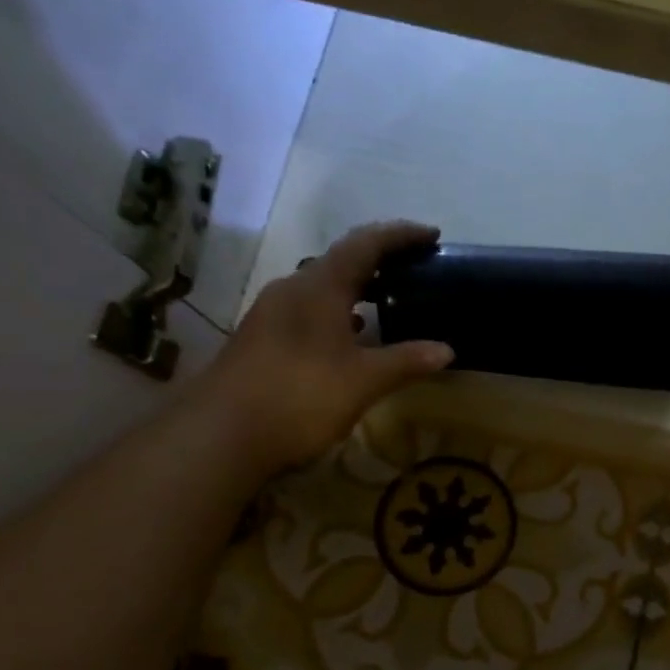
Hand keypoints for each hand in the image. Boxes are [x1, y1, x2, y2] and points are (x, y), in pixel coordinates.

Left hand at [197, 221, 454, 475]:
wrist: (222, 434)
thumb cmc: (300, 396)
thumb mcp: (363, 381)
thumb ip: (406, 361)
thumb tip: (447, 350)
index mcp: (318, 287)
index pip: (365, 244)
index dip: (399, 235)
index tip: (432, 235)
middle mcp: (292, 289)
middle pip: (341, 261)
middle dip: (379, 260)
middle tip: (415, 268)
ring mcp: (272, 314)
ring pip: (322, 287)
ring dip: (357, 287)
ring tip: (390, 299)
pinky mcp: (263, 338)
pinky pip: (309, 310)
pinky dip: (339, 312)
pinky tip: (353, 336)